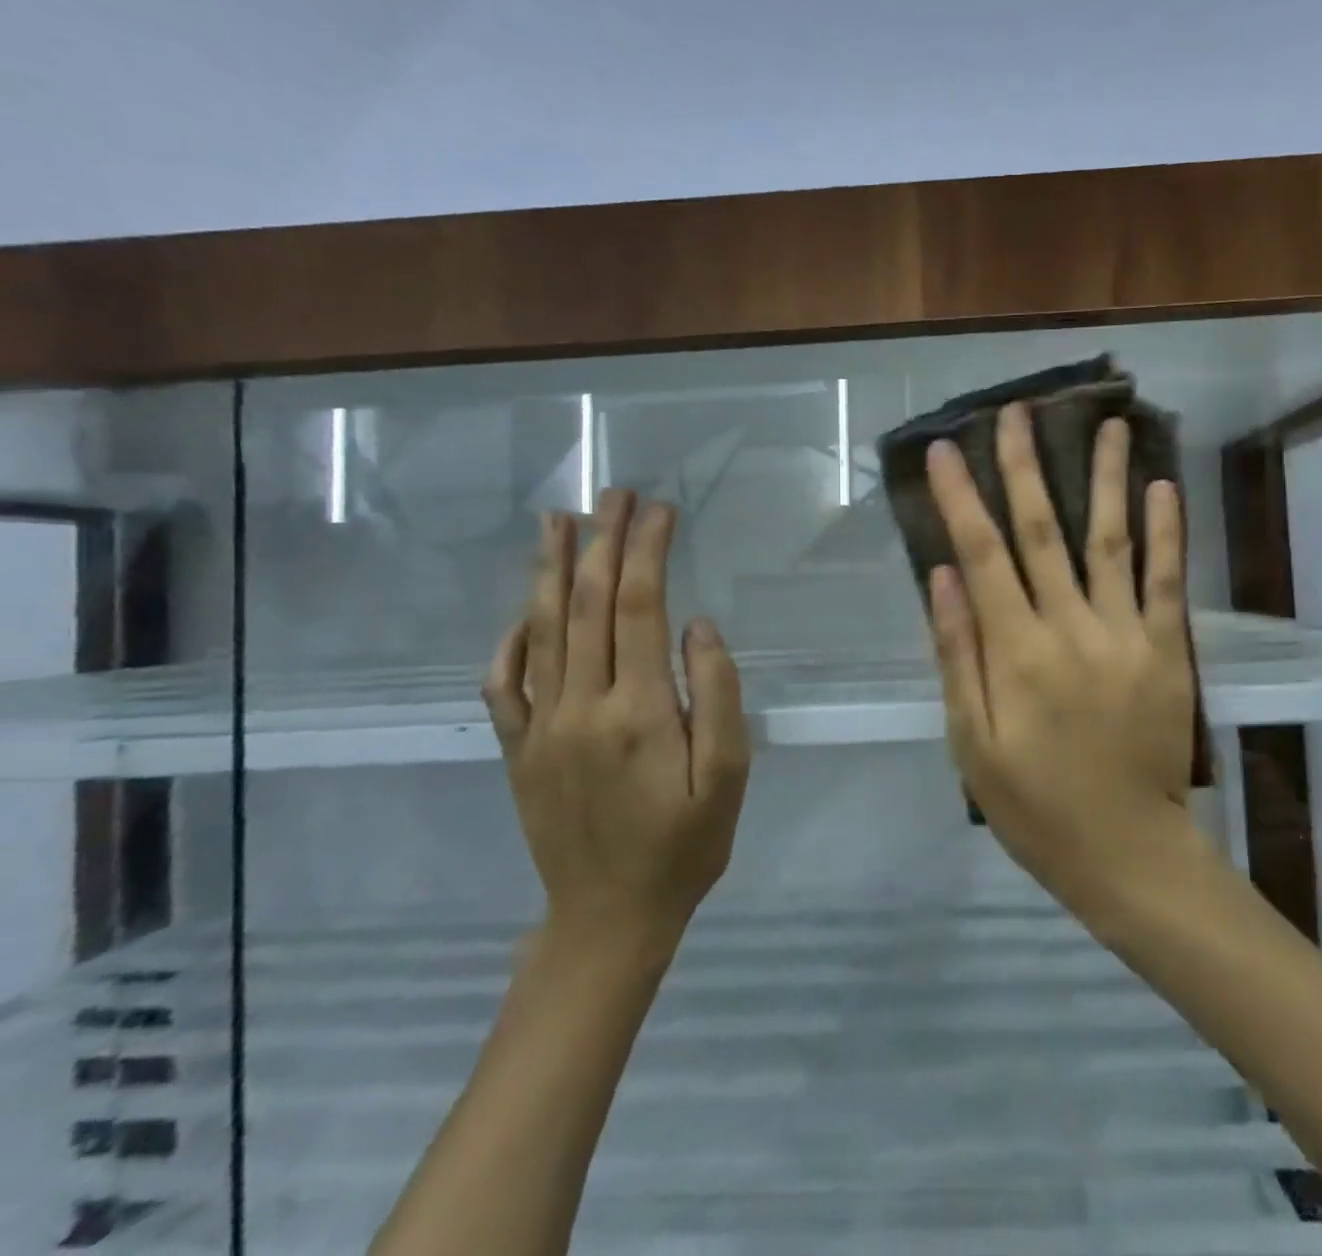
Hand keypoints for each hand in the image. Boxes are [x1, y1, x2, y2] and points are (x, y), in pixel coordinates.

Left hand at [482, 489, 751, 946]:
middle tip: (614, 493)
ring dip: (551, 570)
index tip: (660, 509)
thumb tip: (697, 625)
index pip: (638, 606)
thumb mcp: (729, 777)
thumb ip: (717, 696)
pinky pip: (502, 682)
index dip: (646, 550)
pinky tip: (524, 609)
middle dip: (602, 541)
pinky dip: (510, 638)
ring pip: (540, 630)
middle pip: (587, 604)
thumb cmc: (685, 846)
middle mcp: (579, 706)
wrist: (609, 917)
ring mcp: (539, 727)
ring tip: (559, 521)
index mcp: (638, 711)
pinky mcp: (517, 749)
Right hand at [925, 403, 1198, 914]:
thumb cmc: (1035, 805)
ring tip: (1107, 425)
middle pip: (1043, 532)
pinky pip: (1167, 581)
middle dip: (1026, 467)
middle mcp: (1071, 629)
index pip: (982, 556)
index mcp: (1017, 653)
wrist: (1128, 852)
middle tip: (1017, 412)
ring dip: (1106, 479)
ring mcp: (1127, 635)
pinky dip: (1166, 532)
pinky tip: (1162, 487)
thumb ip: (959, 657)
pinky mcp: (1168, 650)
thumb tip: (943, 578)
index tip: (947, 450)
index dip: (963, 499)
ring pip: (1111, 541)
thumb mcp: (972, 744)